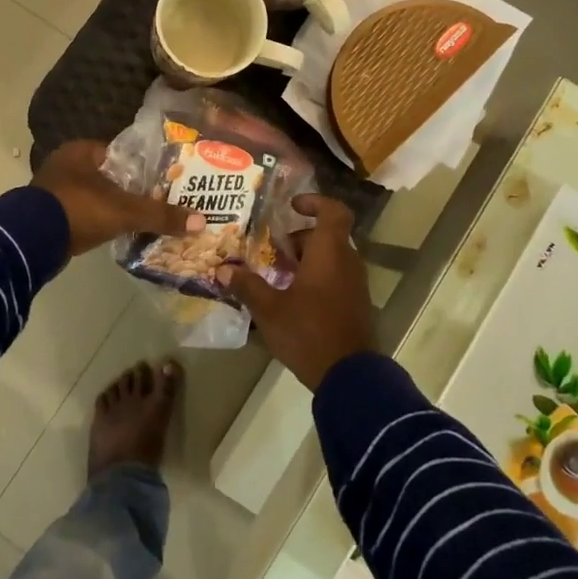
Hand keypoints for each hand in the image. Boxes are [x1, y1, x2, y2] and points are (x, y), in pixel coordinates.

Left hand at [33, 140, 204, 258]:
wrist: (31, 241)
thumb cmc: (79, 209)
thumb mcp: (125, 211)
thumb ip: (161, 215)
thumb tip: (202, 221)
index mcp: (81, 151)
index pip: (121, 153)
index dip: (144, 166)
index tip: (165, 180)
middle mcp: (65, 164)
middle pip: (108, 175)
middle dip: (129, 189)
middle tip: (158, 201)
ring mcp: (54, 190)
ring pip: (94, 195)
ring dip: (112, 207)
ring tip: (142, 219)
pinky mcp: (48, 215)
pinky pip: (82, 214)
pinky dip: (98, 221)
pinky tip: (116, 232)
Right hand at [218, 194, 375, 390]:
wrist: (350, 376)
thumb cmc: (308, 332)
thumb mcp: (269, 309)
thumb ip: (247, 286)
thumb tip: (222, 268)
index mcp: (329, 252)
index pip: (333, 211)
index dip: (314, 202)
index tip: (291, 206)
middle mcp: (347, 262)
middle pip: (326, 236)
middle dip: (298, 238)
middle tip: (271, 249)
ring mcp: (355, 285)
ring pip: (330, 258)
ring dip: (305, 260)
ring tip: (275, 275)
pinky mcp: (355, 305)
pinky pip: (335, 278)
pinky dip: (315, 278)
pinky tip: (290, 298)